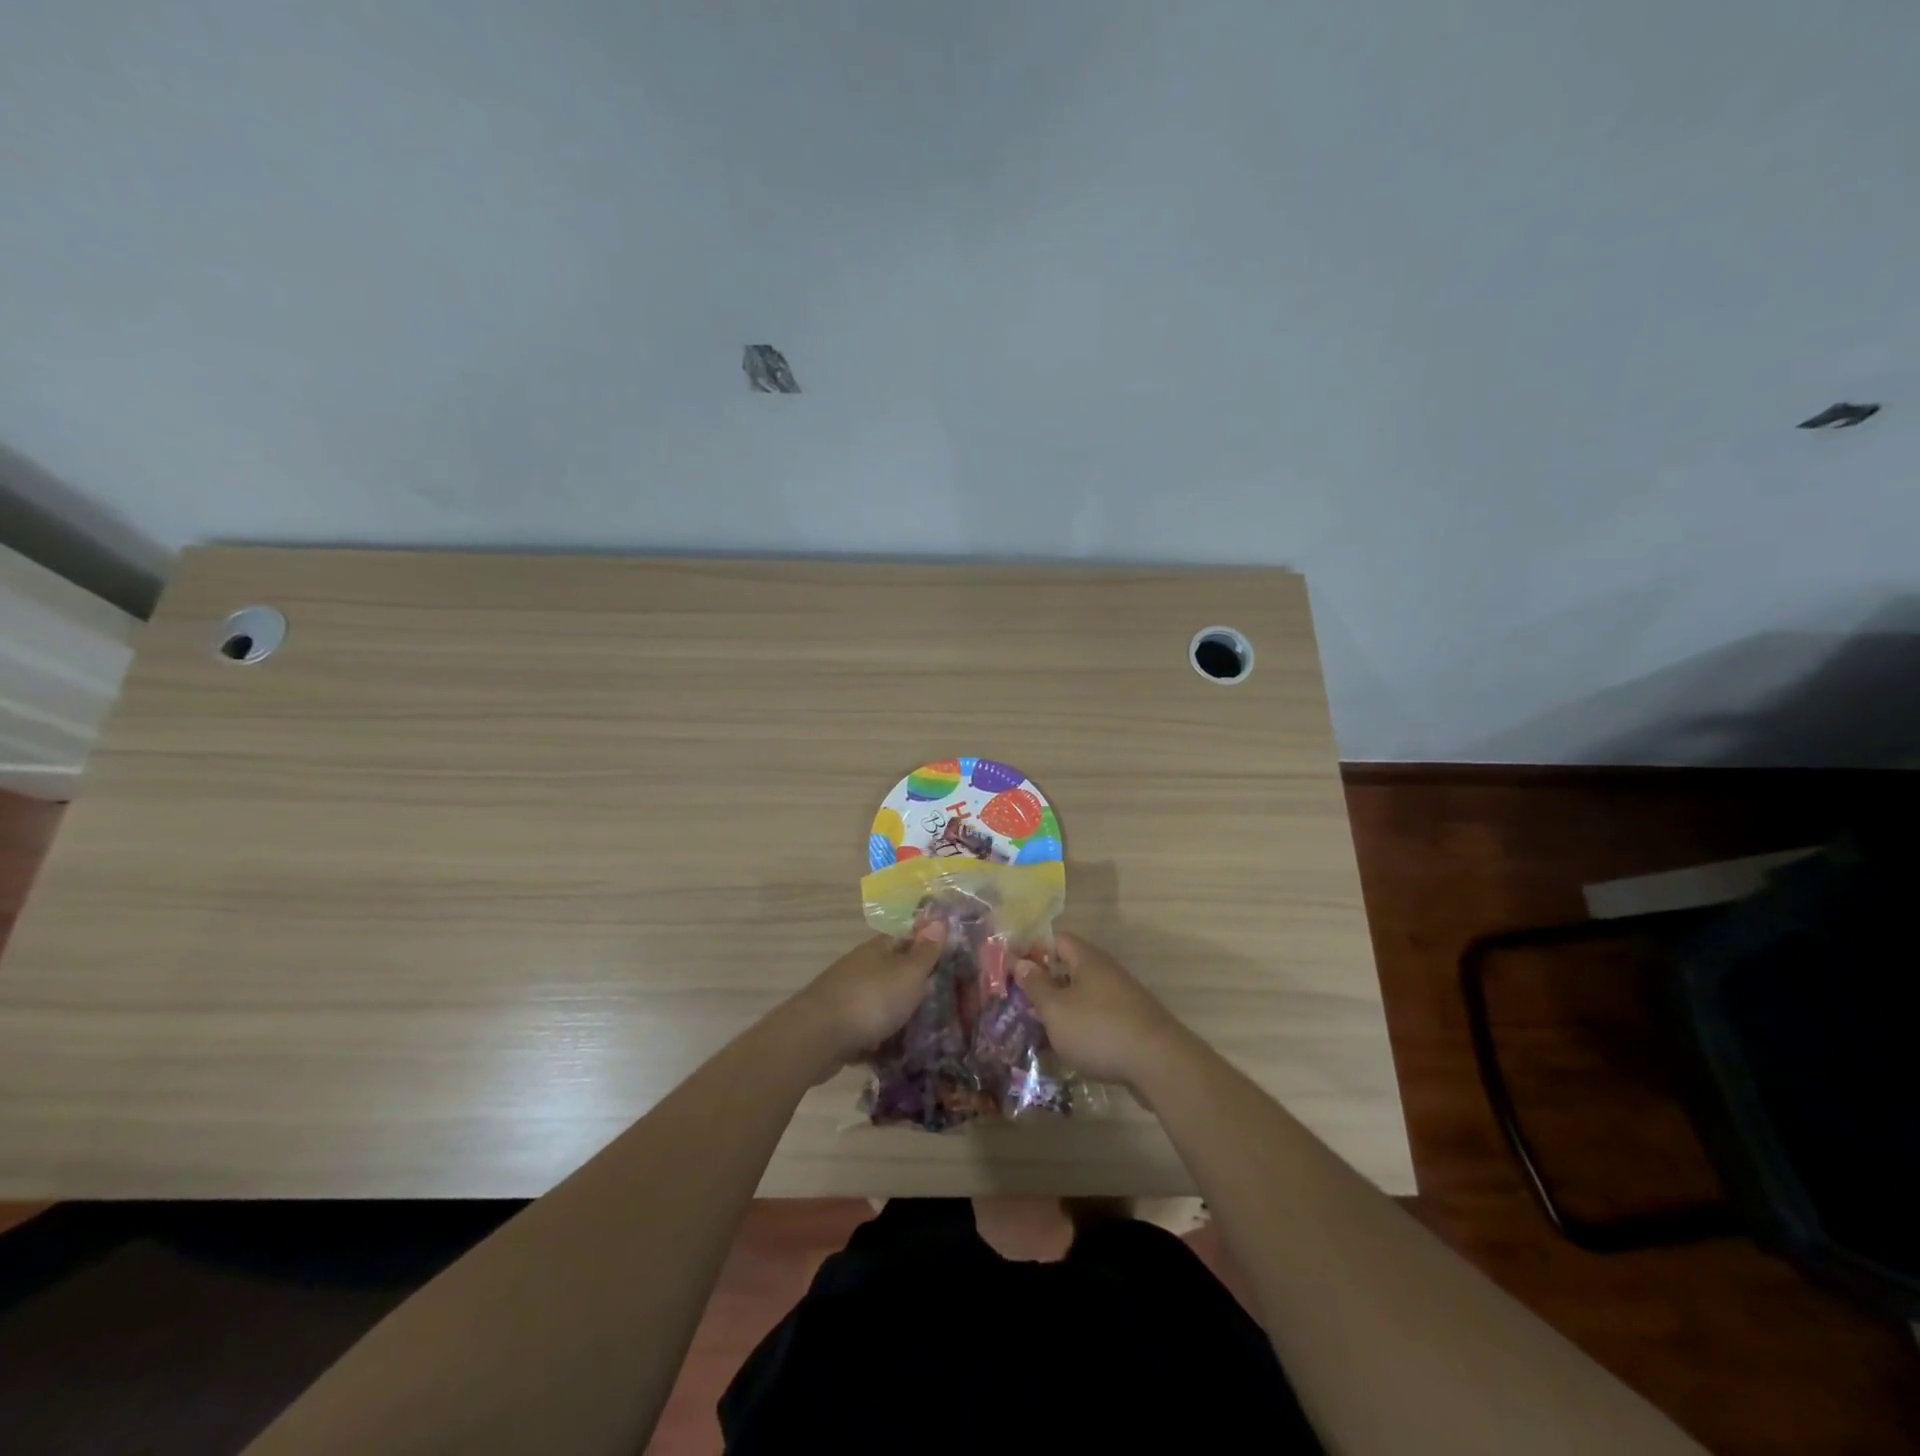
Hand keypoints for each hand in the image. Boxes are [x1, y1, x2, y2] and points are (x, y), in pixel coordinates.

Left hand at [798, 923, 947, 1060]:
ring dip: (894, 1013)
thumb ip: (925, 952)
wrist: (817, 1038)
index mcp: (877, 949)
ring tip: (921, 1032)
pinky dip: (877, 1039)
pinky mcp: (837, 1026)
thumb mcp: (908, 973)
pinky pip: (864, 1029)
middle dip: (912, 985)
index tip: (947, 961)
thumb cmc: (871, 999)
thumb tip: (938, 920)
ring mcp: (846, 996)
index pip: (905, 938)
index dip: (926, 947)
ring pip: (878, 1001)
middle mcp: (860, 967)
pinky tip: (892, 1054)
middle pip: (892, 971)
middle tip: (941, 1002)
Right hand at [1013, 932, 1184, 1085]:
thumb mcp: (1056, 1009)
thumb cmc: (1099, 1030)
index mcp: (1087, 959)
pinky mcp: (1132, 1023)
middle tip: (1021, 1004)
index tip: (1013, 971)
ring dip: (1062, 1009)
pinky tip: (1071, 1048)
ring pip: (1083, 995)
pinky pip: (1098, 1016)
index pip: (1057, 940)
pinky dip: (1082, 1027)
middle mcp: (1106, 971)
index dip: (1034, 951)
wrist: (1160, 1064)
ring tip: (1040, 1030)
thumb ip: (1036, 985)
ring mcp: (1122, 997)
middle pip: (1070, 968)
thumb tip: (1021, 961)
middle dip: (1046, 984)